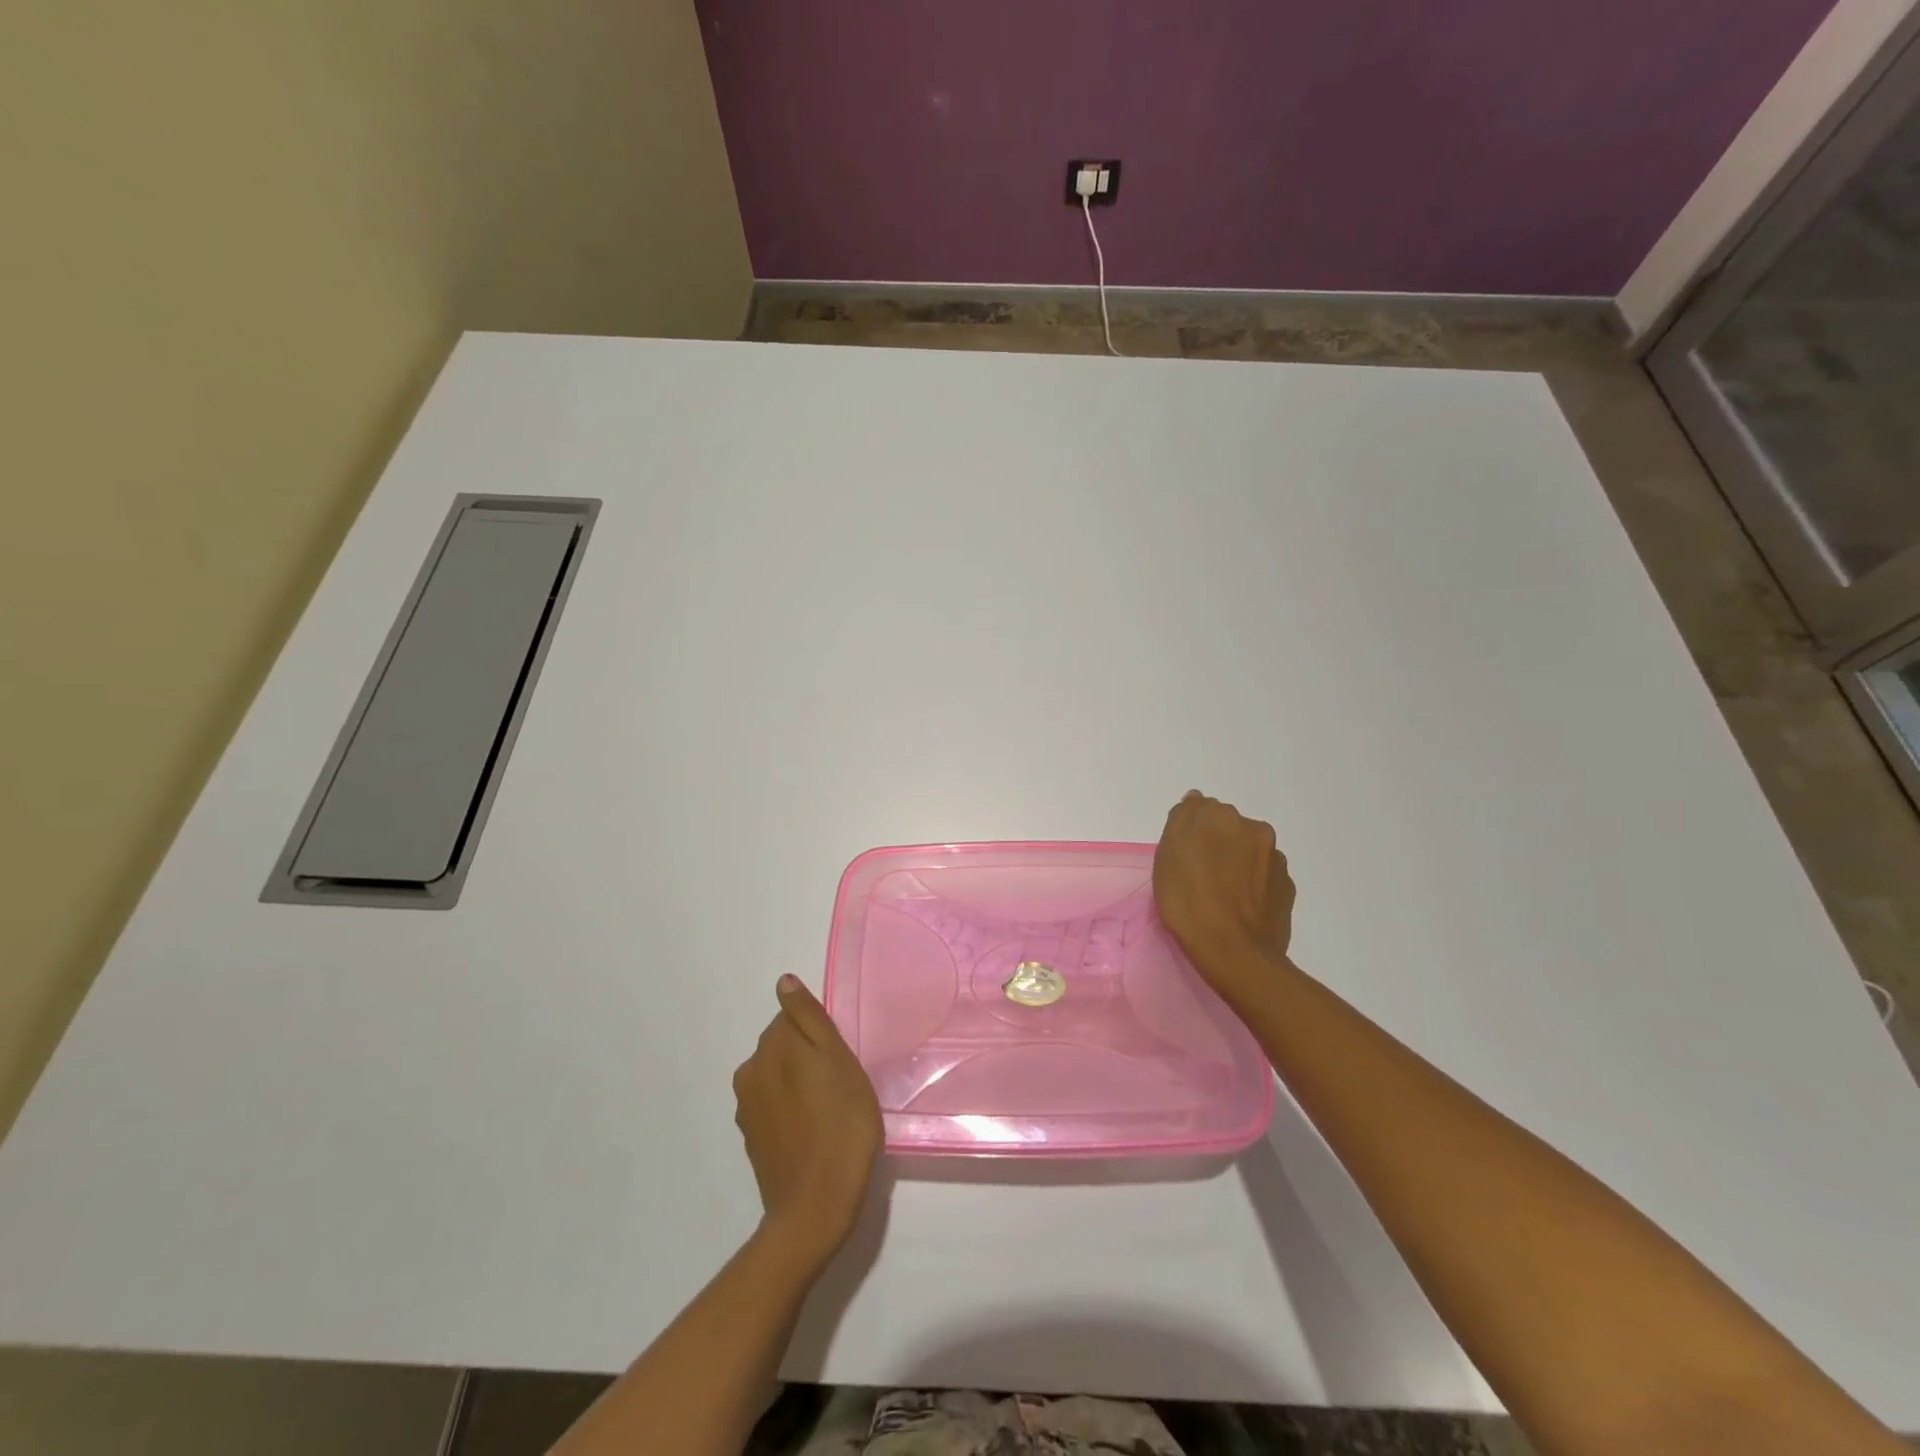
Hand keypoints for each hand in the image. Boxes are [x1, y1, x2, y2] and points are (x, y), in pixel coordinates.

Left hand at [732, 975, 881, 1269]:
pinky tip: (813, 1132)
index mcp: (770, 1047)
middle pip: (782, 1046)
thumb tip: (784, 981)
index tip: (840, 1059)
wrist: (816, 1206)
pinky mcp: (752, 1139)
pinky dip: (791, 1111)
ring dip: (799, 1084)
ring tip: (830, 1111)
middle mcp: (749, 1072)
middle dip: (807, 1057)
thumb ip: (809, 1018)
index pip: (792, 1018)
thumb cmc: (840, 1125)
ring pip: (777, 1077)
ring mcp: (747, 1109)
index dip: (820, 1035)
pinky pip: (773, 1107)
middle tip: (841, 1085)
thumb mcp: (838, 1060)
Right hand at [1153, 791, 1296, 995]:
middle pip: (1227, 828)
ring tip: (1221, 895)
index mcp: (1221, 816)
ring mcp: (1275, 859)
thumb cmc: (1189, 902)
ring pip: (1248, 851)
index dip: (1189, 832)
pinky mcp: (1287, 887)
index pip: (1200, 810)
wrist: (1235, 953)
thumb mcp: (1167, 856)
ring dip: (1236, 862)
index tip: (1181, 856)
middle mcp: (1254, 828)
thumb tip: (1195, 800)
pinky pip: (1263, 876)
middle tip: (1198, 876)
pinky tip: (1239, 906)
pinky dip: (1252, 884)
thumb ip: (1182, 819)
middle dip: (1215, 843)